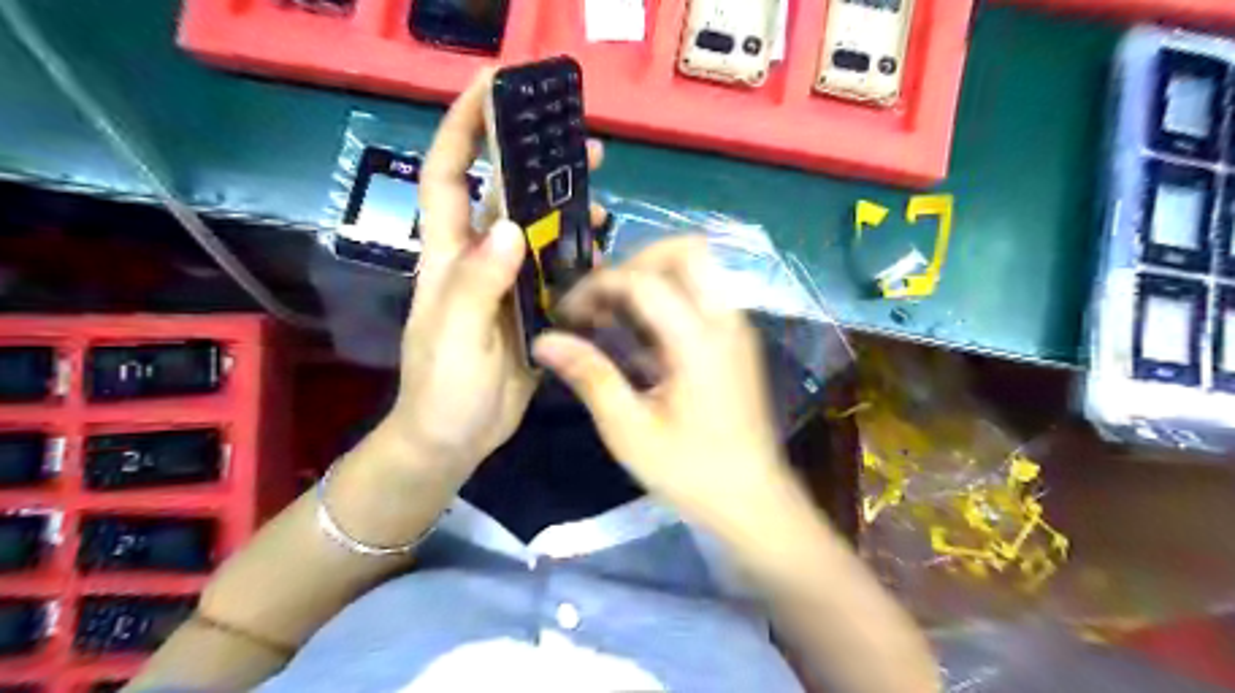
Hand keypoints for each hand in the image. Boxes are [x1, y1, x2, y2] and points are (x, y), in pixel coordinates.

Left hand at [381, 69, 603, 473]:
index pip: (447, 175)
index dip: (463, 127)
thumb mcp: (454, 336)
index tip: (491, 86)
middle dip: (535, 161)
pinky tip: (601, 251)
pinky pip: (557, 272)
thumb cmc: (442, 388)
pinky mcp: (531, 309)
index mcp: (449, 255)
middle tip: (583, 145)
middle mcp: (478, 259)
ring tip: (601, 198)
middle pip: (505, 196)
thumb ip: (476, 284)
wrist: (455, 437)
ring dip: (566, 210)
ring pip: (537, 232)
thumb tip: (510, 229)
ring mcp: (507, 284)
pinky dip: (579, 256)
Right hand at [531, 239, 800, 541]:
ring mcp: (737, 327)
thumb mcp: (630, 431)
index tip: (568, 312)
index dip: (598, 286)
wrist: (753, 500)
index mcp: (699, 341)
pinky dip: (670, 296)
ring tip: (616, 313)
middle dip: (635, 261)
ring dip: (653, 276)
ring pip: (698, 268)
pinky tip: (643, 335)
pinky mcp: (737, 340)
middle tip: (602, 298)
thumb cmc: (691, 472)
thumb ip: (590, 376)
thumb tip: (544, 341)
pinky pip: (703, 293)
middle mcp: (725, 320)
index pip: (644, 281)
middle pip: (687, 250)